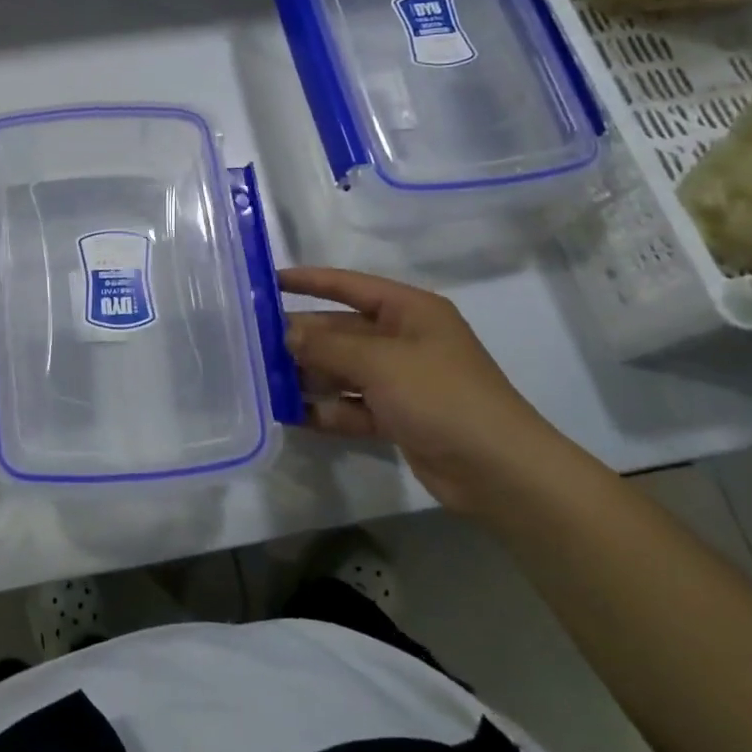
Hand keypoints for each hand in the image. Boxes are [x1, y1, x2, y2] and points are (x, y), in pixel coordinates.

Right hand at [280, 267, 576, 514]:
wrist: (499, 470)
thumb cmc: (441, 396)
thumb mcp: (379, 362)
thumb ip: (327, 346)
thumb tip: (285, 334)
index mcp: (409, 311)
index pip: (349, 285)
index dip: (309, 281)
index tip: (267, 281)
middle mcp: (403, 340)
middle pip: (340, 331)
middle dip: (302, 338)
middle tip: (253, 343)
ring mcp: (400, 381)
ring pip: (342, 370)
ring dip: (308, 377)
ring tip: (263, 381)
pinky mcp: (397, 417)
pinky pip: (351, 406)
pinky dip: (326, 410)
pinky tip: (292, 415)